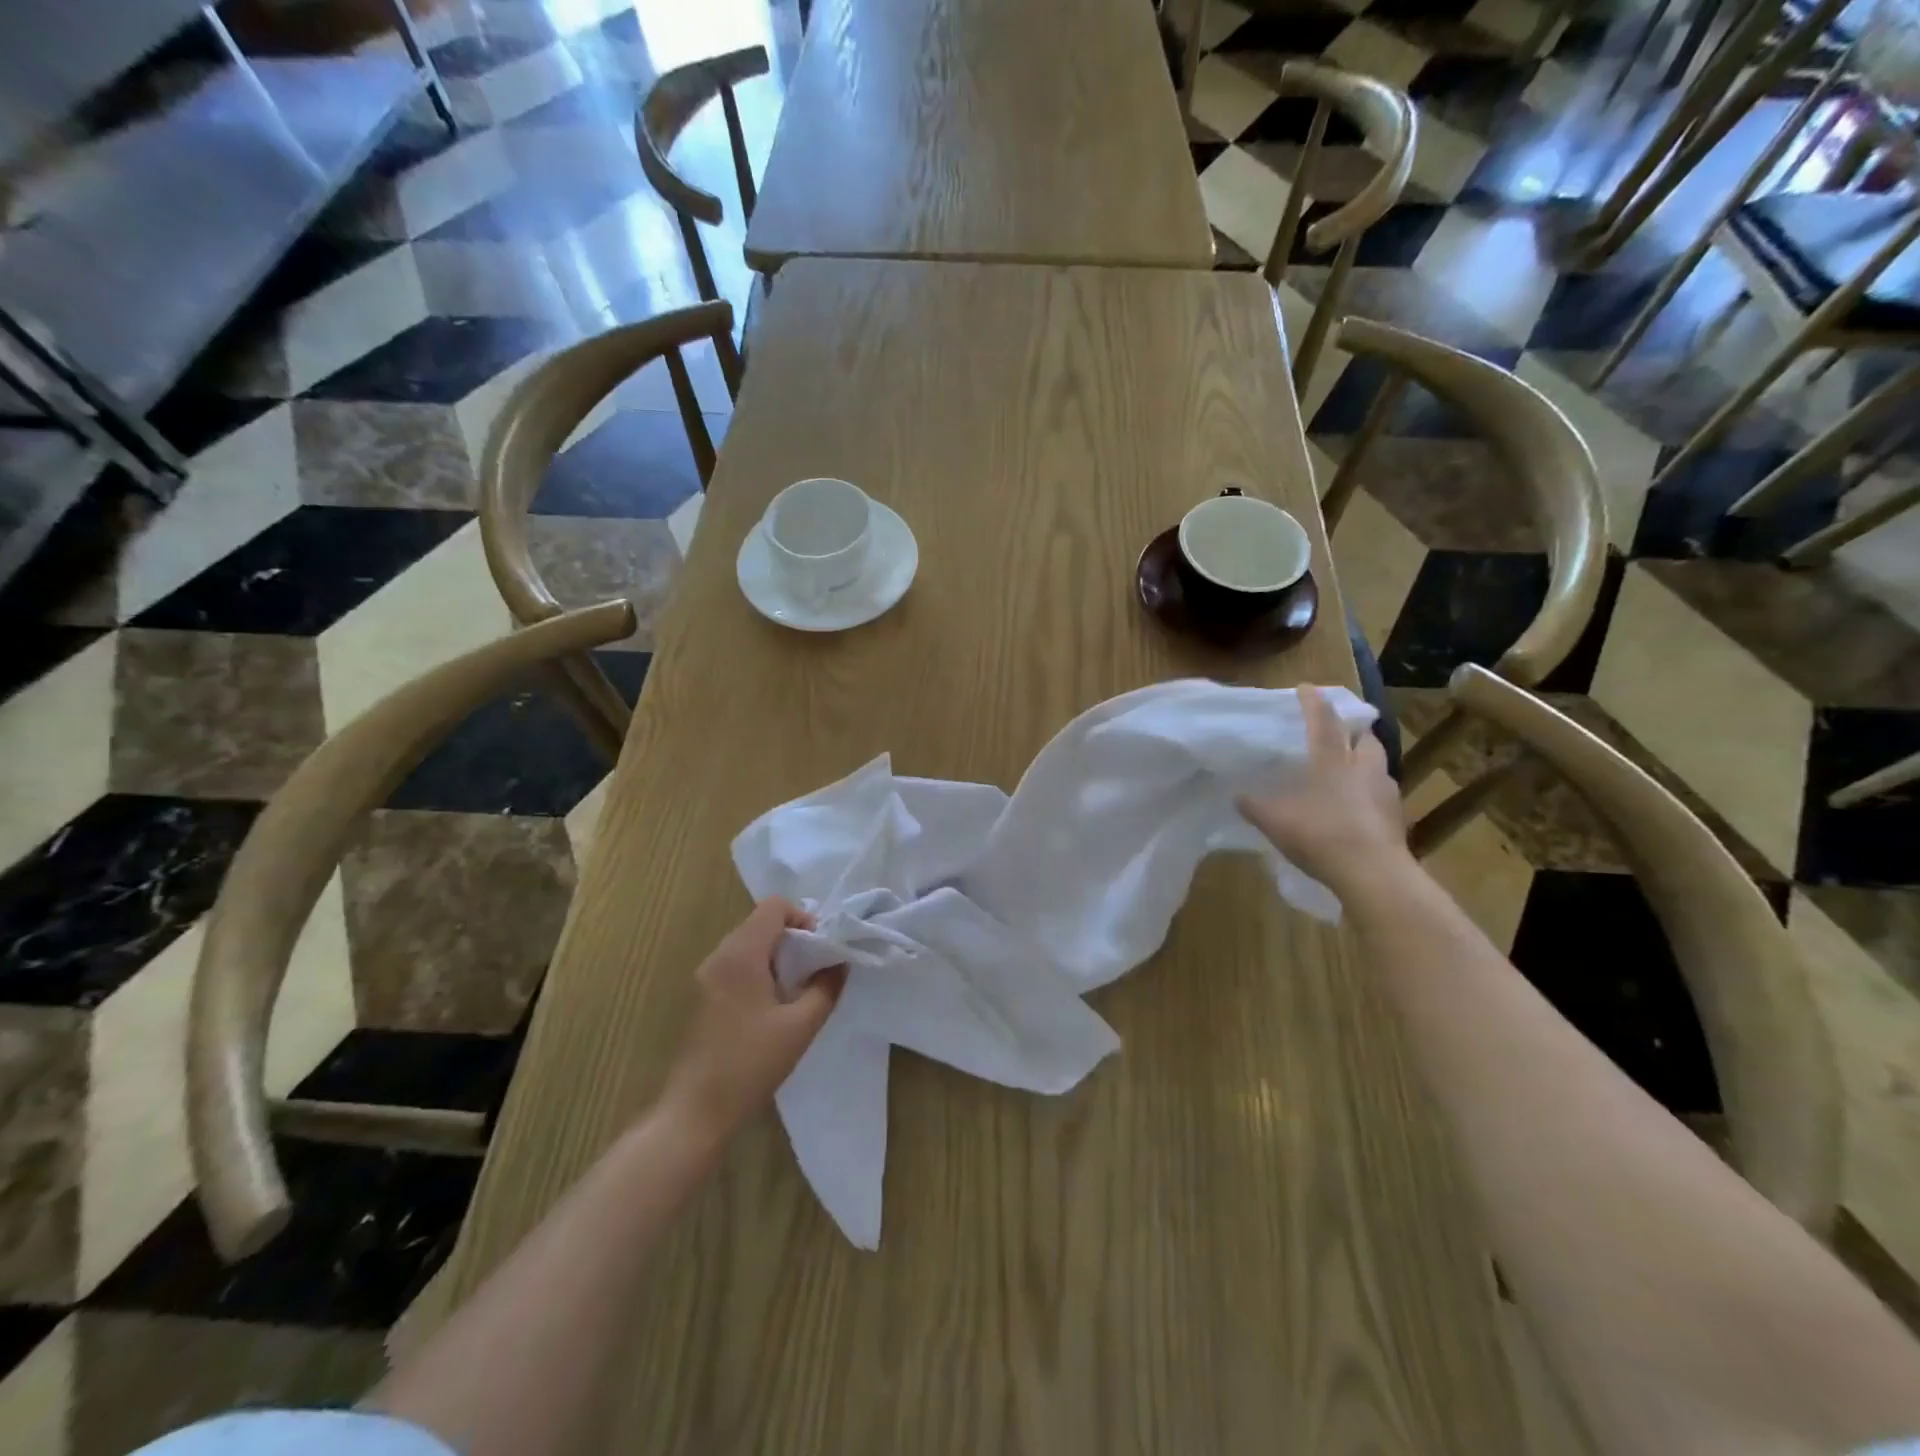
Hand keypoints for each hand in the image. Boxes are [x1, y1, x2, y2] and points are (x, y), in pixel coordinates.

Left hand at [662, 898, 846, 1139]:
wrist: (695, 1112)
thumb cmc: (750, 1064)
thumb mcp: (800, 1026)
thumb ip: (826, 988)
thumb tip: (839, 964)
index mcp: (741, 954)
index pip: (774, 906)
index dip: (803, 918)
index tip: (819, 949)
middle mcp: (718, 956)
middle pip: (759, 922)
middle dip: (792, 938)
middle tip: (813, 970)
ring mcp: (704, 976)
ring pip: (746, 944)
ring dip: (775, 956)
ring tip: (795, 990)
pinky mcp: (699, 996)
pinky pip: (733, 965)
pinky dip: (757, 971)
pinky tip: (770, 1007)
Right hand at [1237, 684, 1408, 894]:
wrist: (1373, 873)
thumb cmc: (1320, 835)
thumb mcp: (1275, 821)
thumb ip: (1255, 806)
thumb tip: (1238, 796)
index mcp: (1332, 760)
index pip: (1323, 721)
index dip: (1313, 703)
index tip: (1307, 688)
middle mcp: (1362, 768)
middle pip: (1365, 738)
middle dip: (1354, 731)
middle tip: (1341, 733)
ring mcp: (1385, 792)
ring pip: (1377, 765)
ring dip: (1364, 761)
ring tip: (1348, 771)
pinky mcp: (1397, 817)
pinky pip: (1381, 794)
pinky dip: (1369, 793)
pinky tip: (1356, 807)